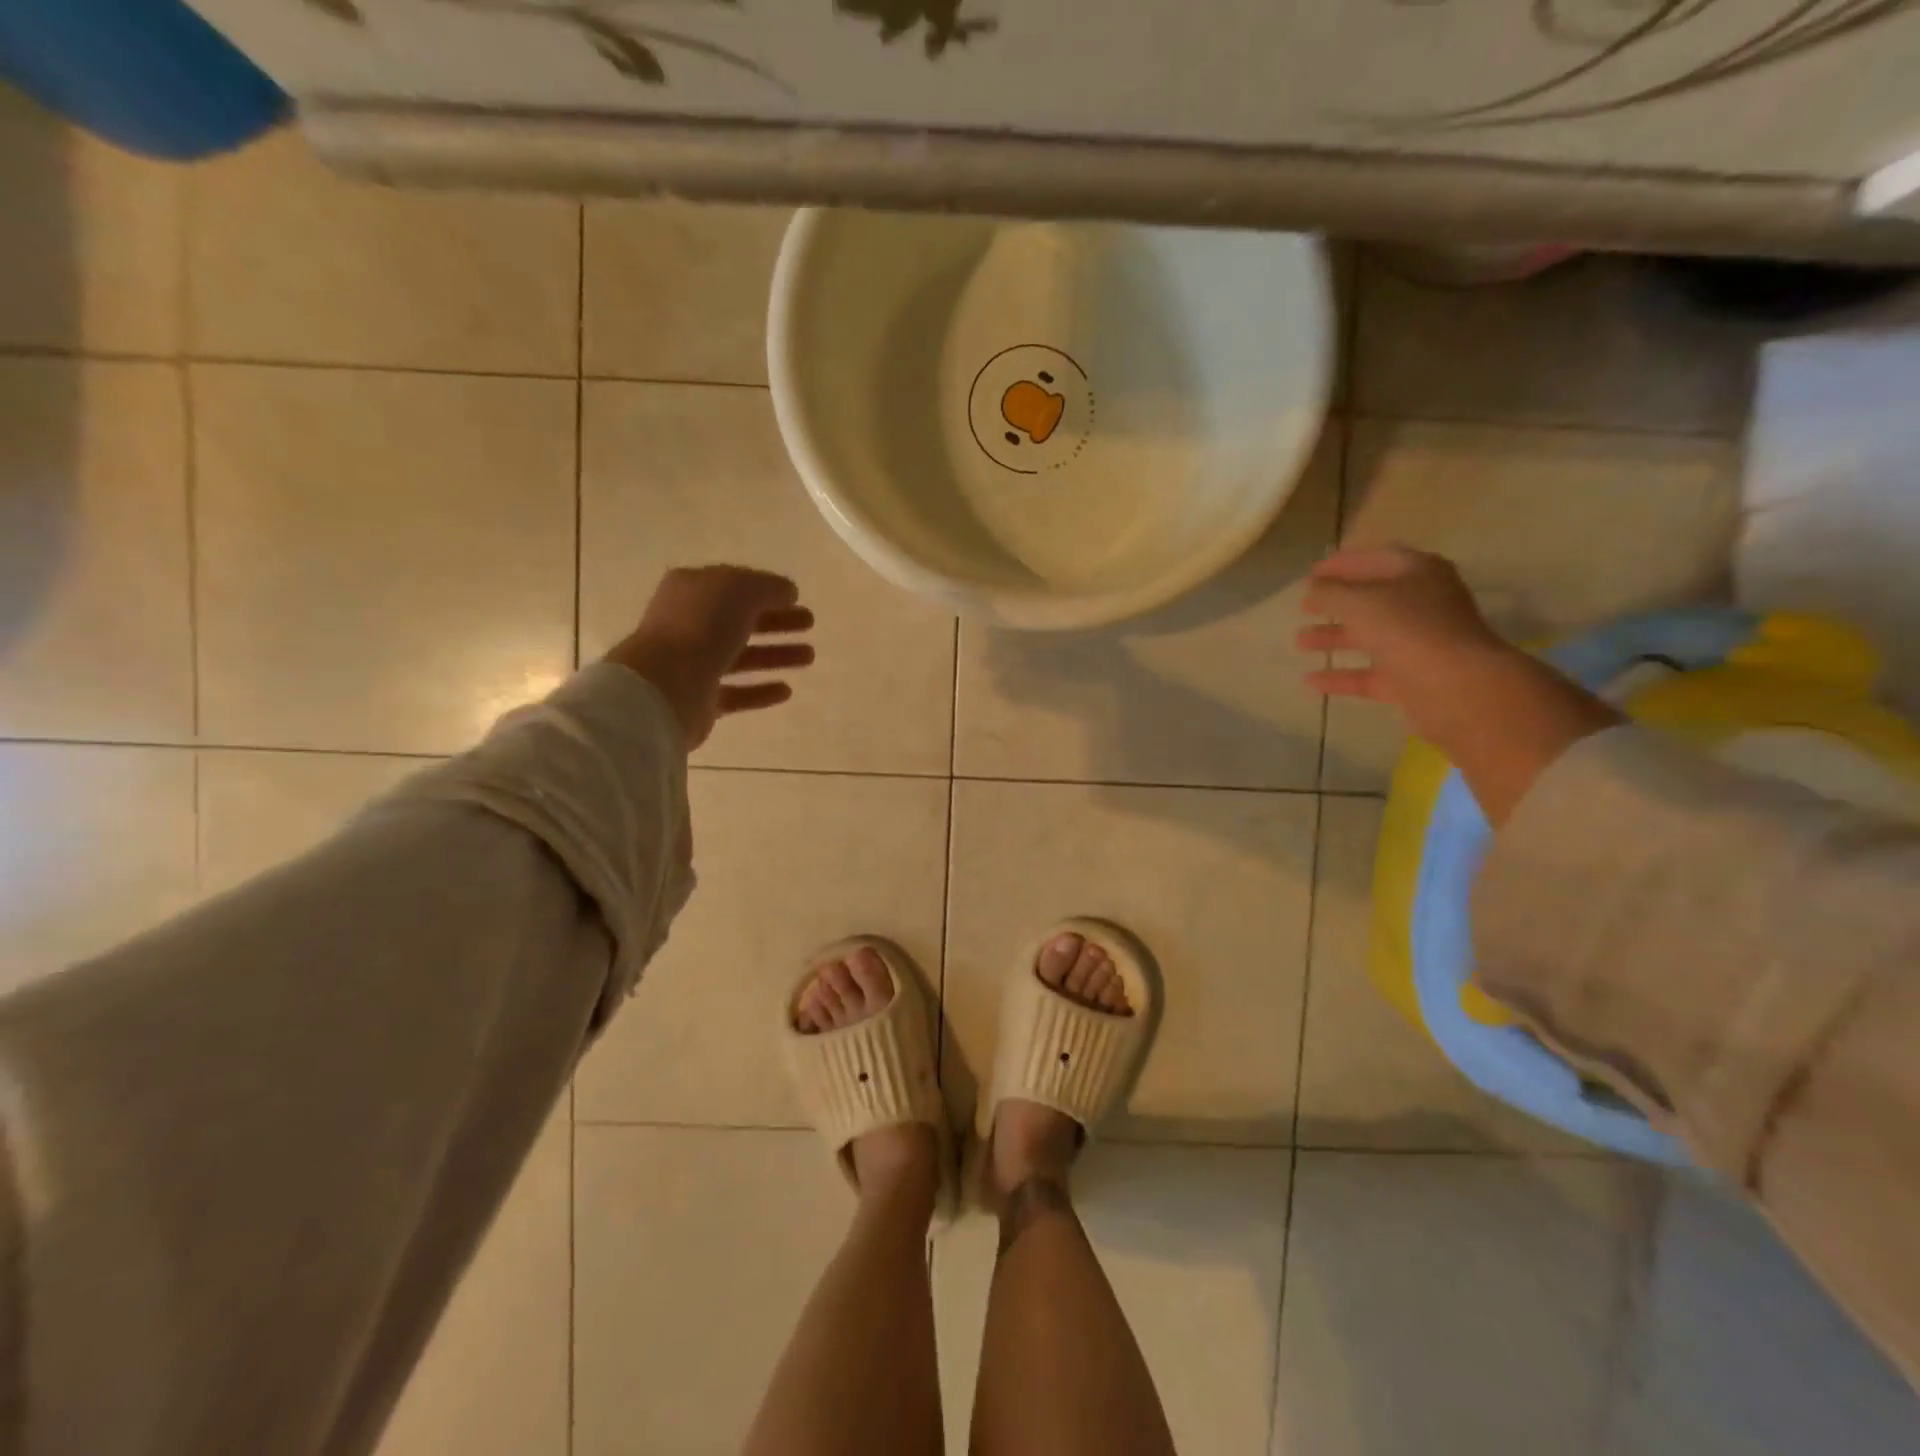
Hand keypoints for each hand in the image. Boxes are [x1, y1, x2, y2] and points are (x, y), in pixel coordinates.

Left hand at [605, 566, 814, 749]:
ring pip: (742, 656)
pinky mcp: (700, 700)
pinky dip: (761, 690)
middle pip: (740, 621)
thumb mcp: (739, 591)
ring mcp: (692, 664)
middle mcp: (688, 624)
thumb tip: (787, 591)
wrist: (665, 686)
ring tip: (809, 657)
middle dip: (777, 621)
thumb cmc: (701, 627)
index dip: (766, 590)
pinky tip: (787, 690)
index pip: (734, 586)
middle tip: (809, 624)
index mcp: (691, 591)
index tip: (797, 599)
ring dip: (775, 655)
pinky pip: (737, 693)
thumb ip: (767, 587)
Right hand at [1296, 545, 1508, 741]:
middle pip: (1374, 598)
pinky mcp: (1413, 678)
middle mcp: (1423, 604)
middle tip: (1304, 605)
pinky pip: (1371, 674)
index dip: (1342, 563)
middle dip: (1337, 601)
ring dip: (1335, 637)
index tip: (1310, 573)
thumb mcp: (1359, 602)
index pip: (1376, 558)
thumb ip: (1330, 592)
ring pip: (1370, 636)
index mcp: (1418, 573)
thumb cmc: (1407, 629)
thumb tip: (1314, 588)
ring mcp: (1419, 642)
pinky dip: (1342, 676)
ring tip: (1299, 642)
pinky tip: (1310, 682)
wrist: (1456, 686)